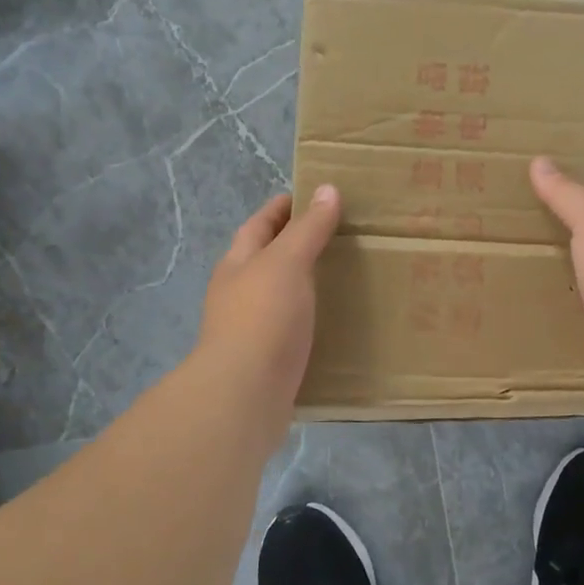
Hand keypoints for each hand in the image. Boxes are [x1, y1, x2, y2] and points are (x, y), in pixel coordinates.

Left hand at [197, 185, 341, 408]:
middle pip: (266, 259)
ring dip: (305, 284)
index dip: (282, 208)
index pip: (259, 225)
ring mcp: (251, 328)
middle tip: (338, 235)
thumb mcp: (287, 262)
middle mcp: (239, 293)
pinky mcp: (268, 360)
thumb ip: (308, 229)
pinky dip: (312, 320)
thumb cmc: (262, 318)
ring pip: (280, 296)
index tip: (313, 196)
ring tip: (344, 277)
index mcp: (239, 264)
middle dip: (295, 245)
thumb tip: (328, 189)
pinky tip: (337, 323)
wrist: (244, 394)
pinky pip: (293, 330)